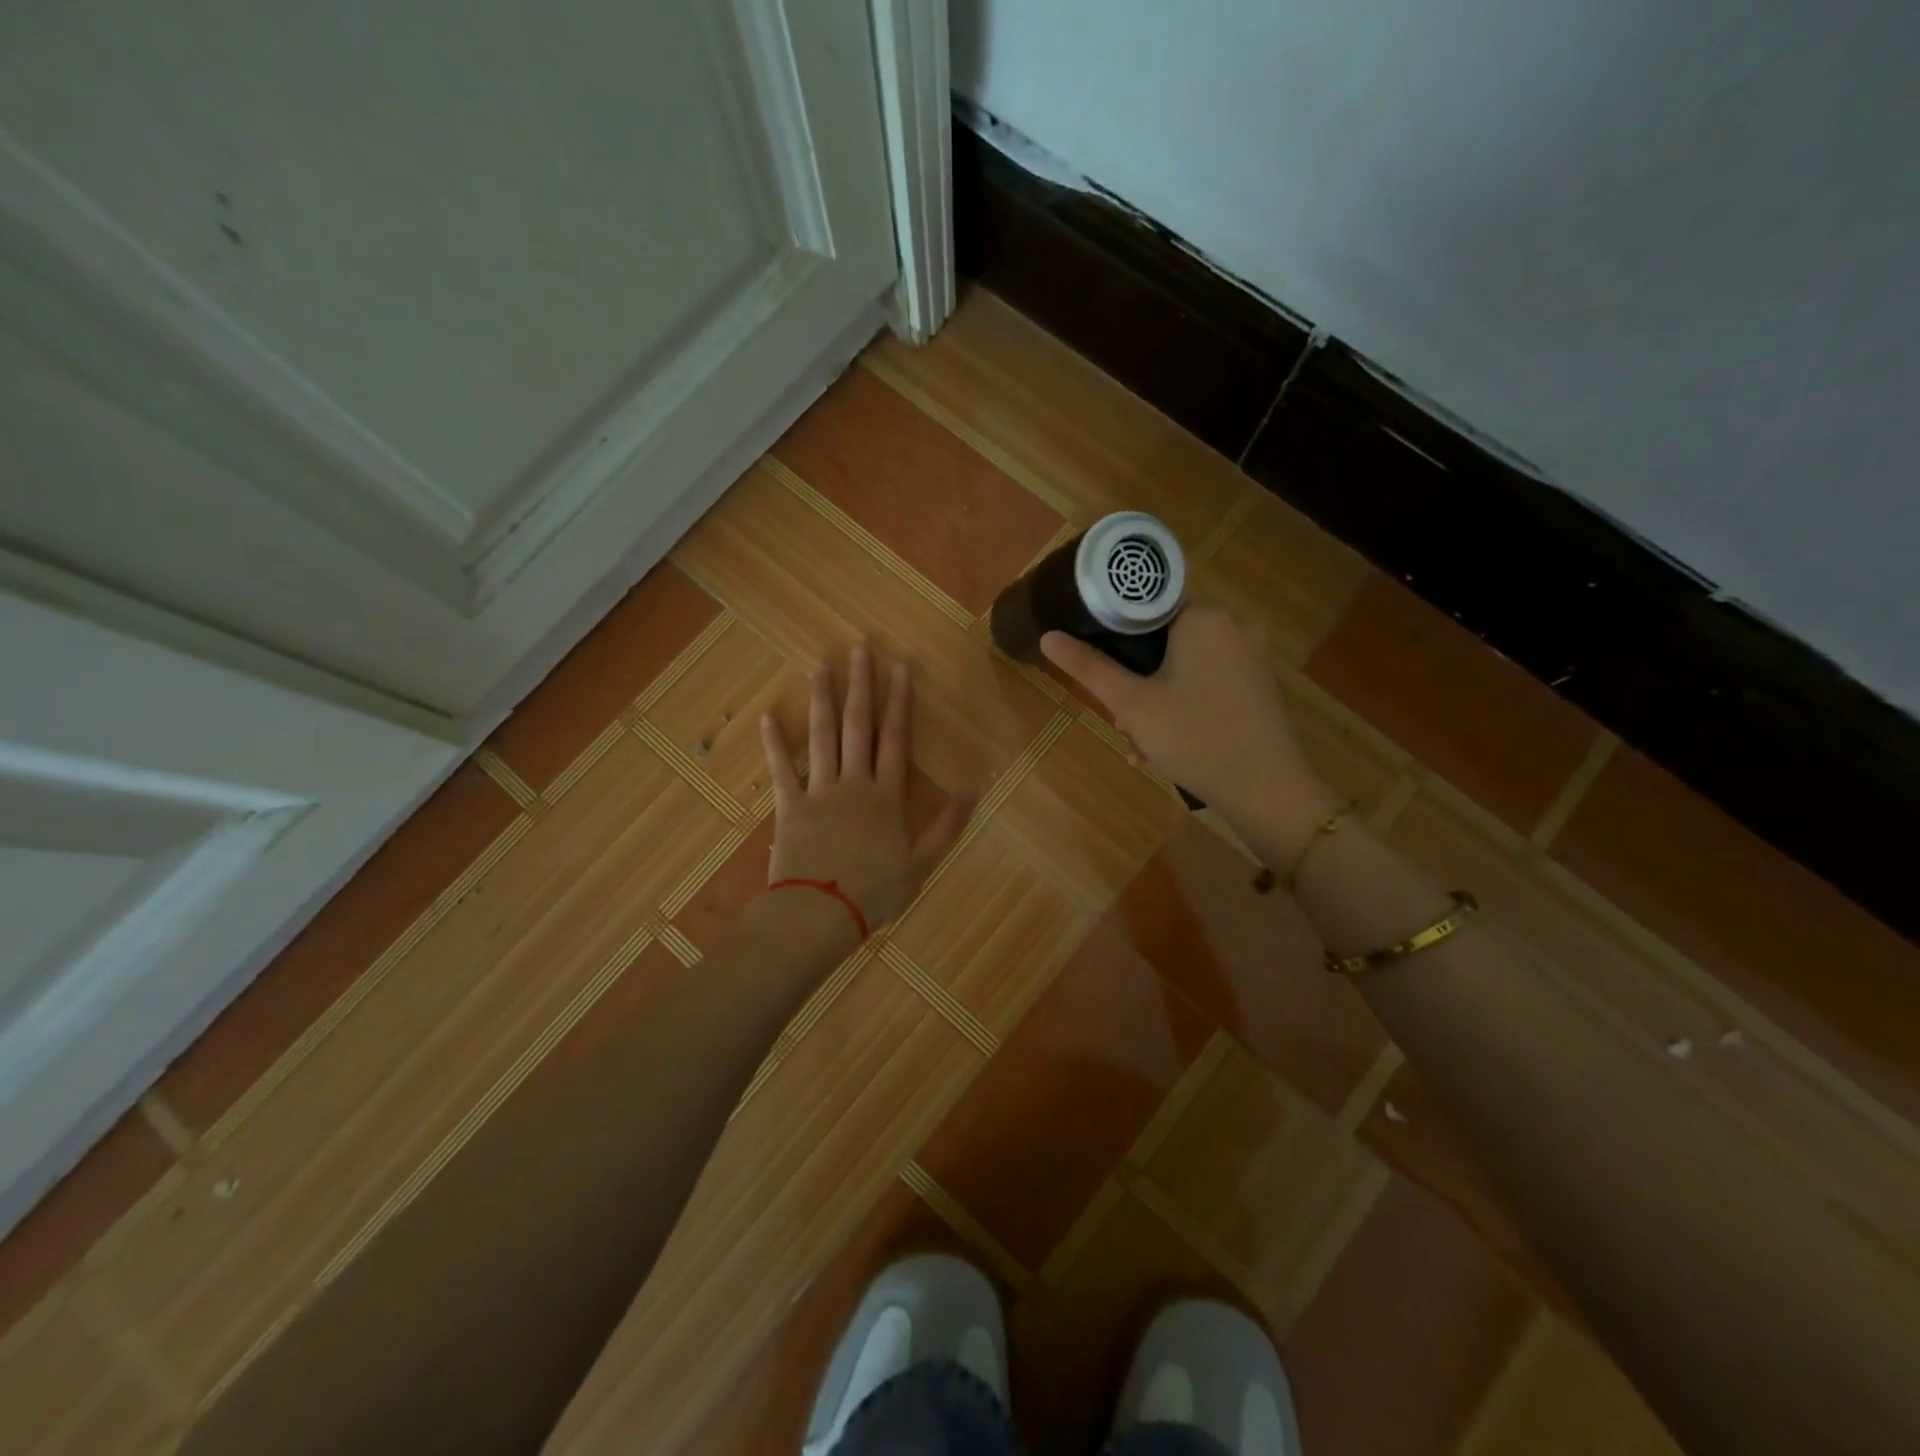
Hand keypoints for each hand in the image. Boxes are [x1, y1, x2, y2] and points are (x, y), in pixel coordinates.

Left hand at [760, 645, 970, 934]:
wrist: (818, 915)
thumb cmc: (873, 893)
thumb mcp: (921, 864)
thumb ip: (946, 826)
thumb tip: (973, 790)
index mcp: (886, 796)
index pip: (896, 739)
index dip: (899, 702)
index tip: (900, 668)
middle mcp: (854, 783)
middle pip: (859, 727)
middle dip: (861, 686)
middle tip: (859, 649)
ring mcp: (819, 791)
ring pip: (821, 737)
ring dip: (822, 700)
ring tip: (820, 667)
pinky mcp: (789, 806)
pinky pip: (781, 769)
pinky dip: (774, 743)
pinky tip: (767, 716)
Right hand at [1040, 607, 1325, 820]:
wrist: (1267, 790)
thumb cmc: (1194, 737)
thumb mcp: (1131, 704)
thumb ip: (1089, 667)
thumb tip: (1048, 637)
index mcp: (1203, 617)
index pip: (1144, 610)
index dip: (1116, 643)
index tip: (1106, 680)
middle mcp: (1233, 625)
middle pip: (1164, 643)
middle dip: (1137, 684)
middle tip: (1122, 723)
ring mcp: (1252, 657)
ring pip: (1185, 668)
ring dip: (1157, 702)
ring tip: (1142, 746)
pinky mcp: (1261, 685)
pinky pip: (1209, 684)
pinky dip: (1186, 707)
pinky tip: (1171, 746)